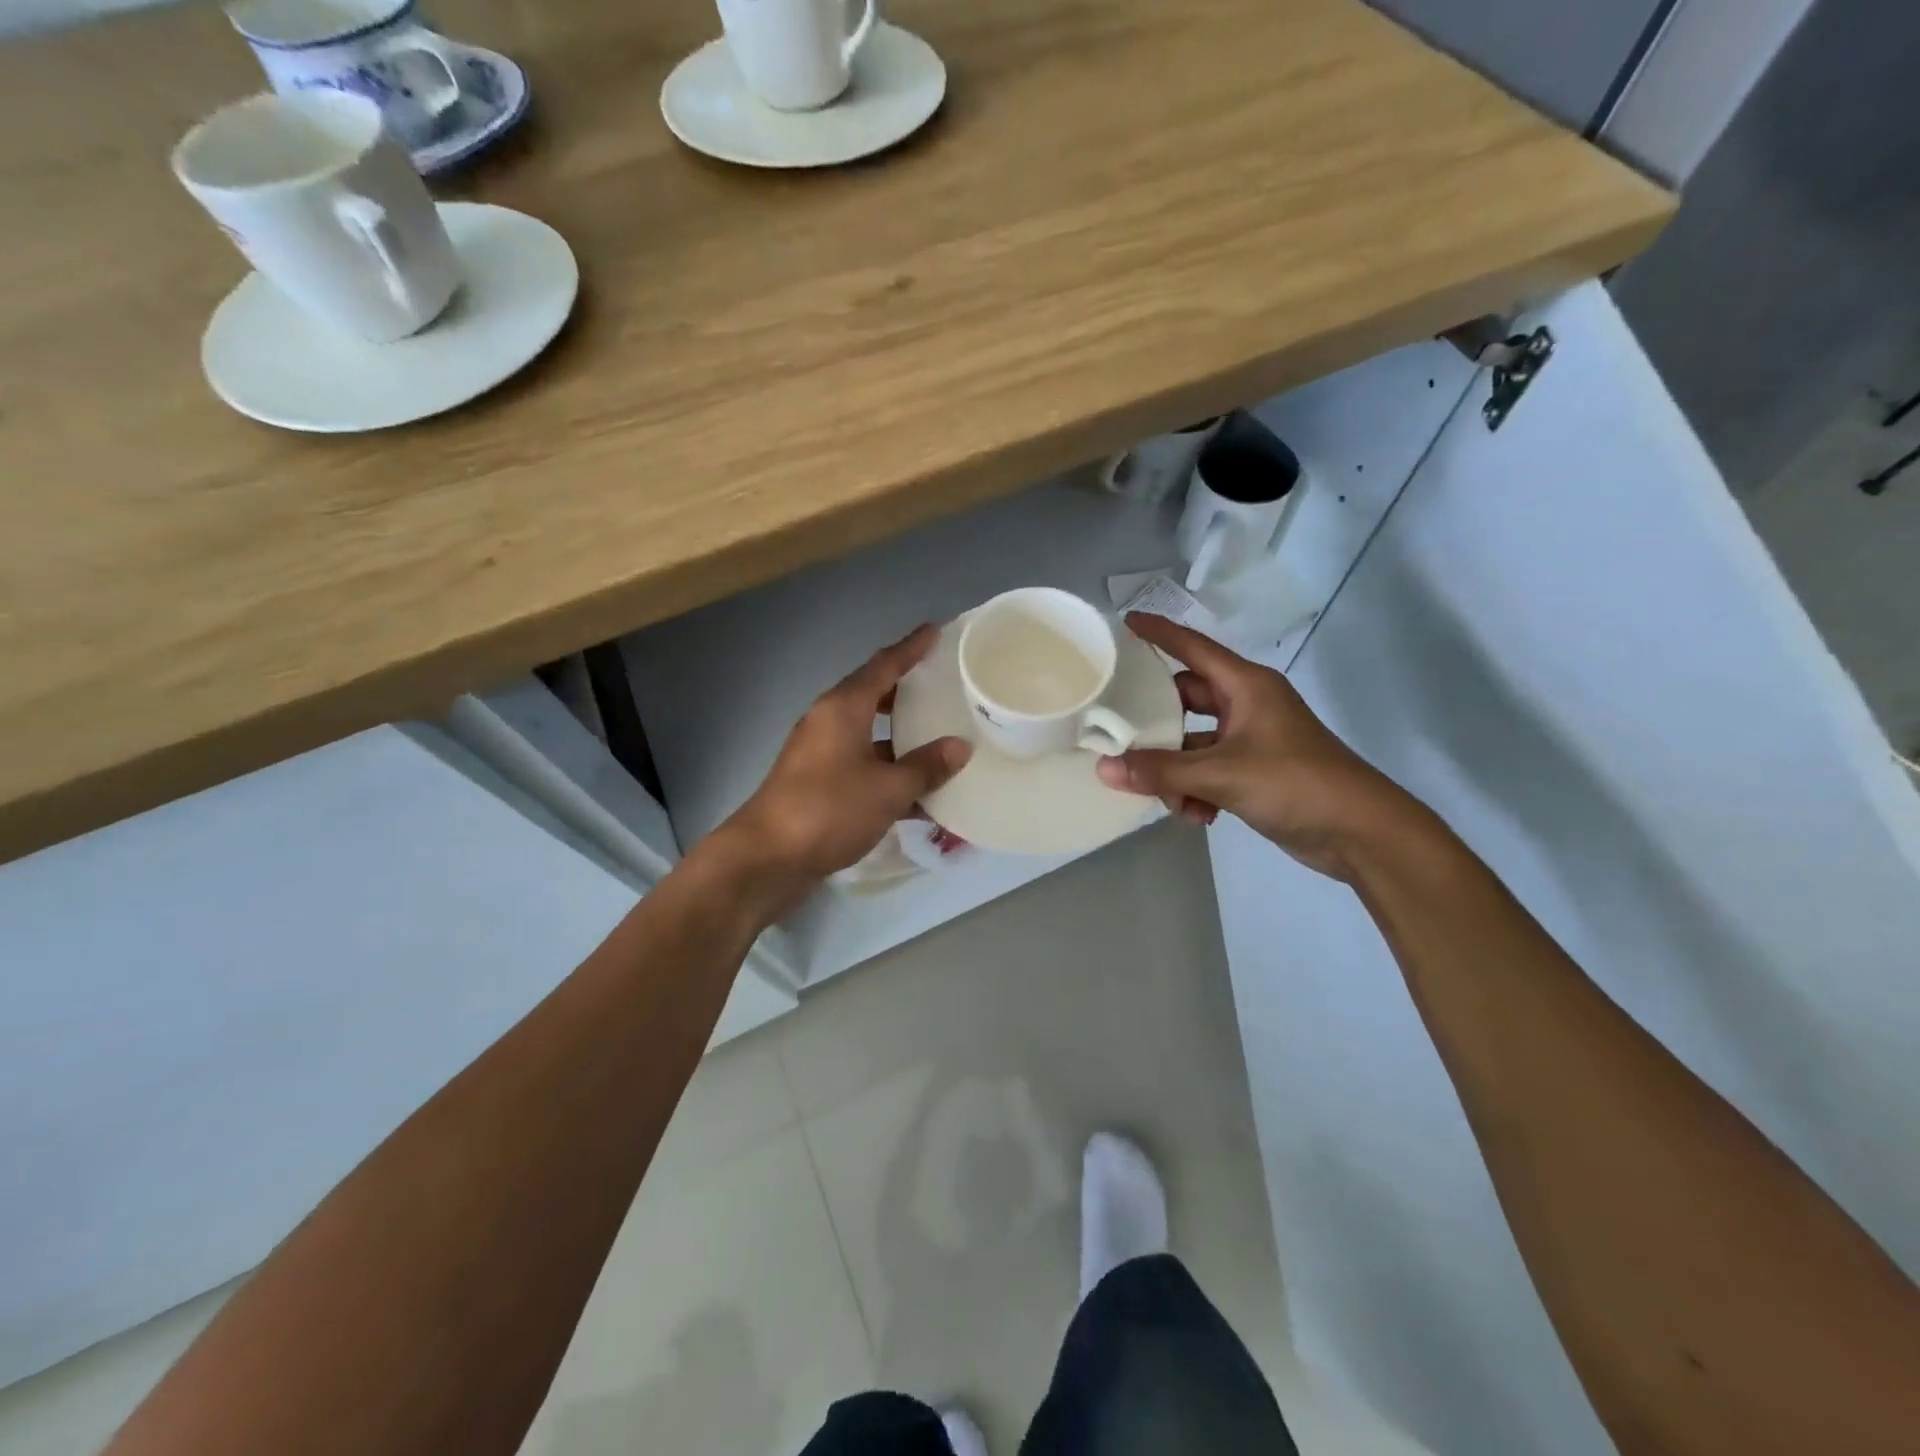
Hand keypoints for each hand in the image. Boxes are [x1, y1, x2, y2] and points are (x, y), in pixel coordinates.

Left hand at [714, 624, 971, 905]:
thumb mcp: (887, 789)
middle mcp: (829, 722)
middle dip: (906, 690)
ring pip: (869, 733)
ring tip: (939, 736)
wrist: (768, 857)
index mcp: (843, 708)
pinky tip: (919, 792)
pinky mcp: (818, 783)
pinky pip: (862, 764)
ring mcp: (821, 753)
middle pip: (873, 695)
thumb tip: (960, 747)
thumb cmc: (829, 809)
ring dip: (900, 735)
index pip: (883, 665)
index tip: (935, 631)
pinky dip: (888, 770)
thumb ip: (926, 767)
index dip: (910, 648)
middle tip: (943, 685)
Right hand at [1094, 613, 1415, 879]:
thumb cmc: (1295, 783)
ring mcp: (1251, 739)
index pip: (1192, 647)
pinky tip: (1197, 816)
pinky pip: (1209, 770)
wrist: (1361, 832)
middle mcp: (1246, 705)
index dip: (1158, 634)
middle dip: (1156, 726)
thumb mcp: (1222, 774)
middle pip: (1184, 700)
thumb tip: (1105, 768)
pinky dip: (1197, 790)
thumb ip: (1161, 771)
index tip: (1123, 624)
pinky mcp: (1255, 771)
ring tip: (1169, 798)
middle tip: (1120, 737)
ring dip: (1176, 770)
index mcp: (1245, 686)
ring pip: (1193, 743)